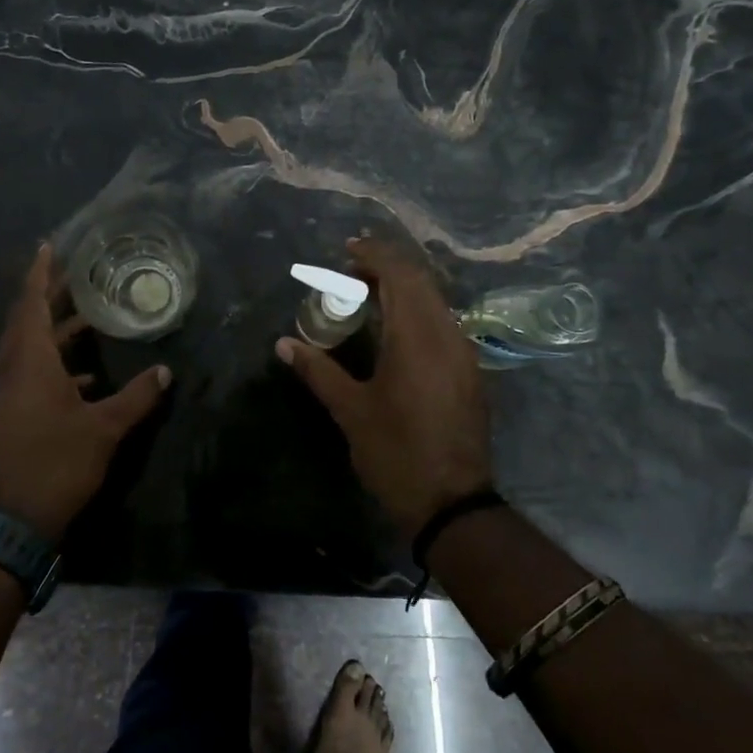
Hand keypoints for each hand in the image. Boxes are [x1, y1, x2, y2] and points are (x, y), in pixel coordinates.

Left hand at [0, 244, 170, 542]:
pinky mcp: (8, 413)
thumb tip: (165, 371)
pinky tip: (85, 374)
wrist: (9, 521)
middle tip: (78, 275)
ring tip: (89, 317)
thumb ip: (136, 397)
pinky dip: (54, 362)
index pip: (31, 304)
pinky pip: (29, 372)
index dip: (40, 274)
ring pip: (28, 347)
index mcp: (29, 361)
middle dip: (51, 295)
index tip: (48, 246)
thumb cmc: (56, 463)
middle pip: (27, 320)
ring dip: (54, 330)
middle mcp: (11, 369)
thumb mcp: (104, 429)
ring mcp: (5, 393)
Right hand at [275, 236, 492, 537]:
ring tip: (369, 296)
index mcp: (417, 337)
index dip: (374, 254)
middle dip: (388, 266)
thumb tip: (283, 344)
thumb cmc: (396, 453)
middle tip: (352, 271)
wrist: (452, 503)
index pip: (400, 274)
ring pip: (436, 301)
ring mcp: (463, 353)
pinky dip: (417, 311)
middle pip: (421, 281)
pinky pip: (443, 322)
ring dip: (404, 288)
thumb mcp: (351, 411)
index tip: (347, 250)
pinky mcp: (469, 371)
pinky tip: (395, 329)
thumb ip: (318, 370)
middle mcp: (447, 335)